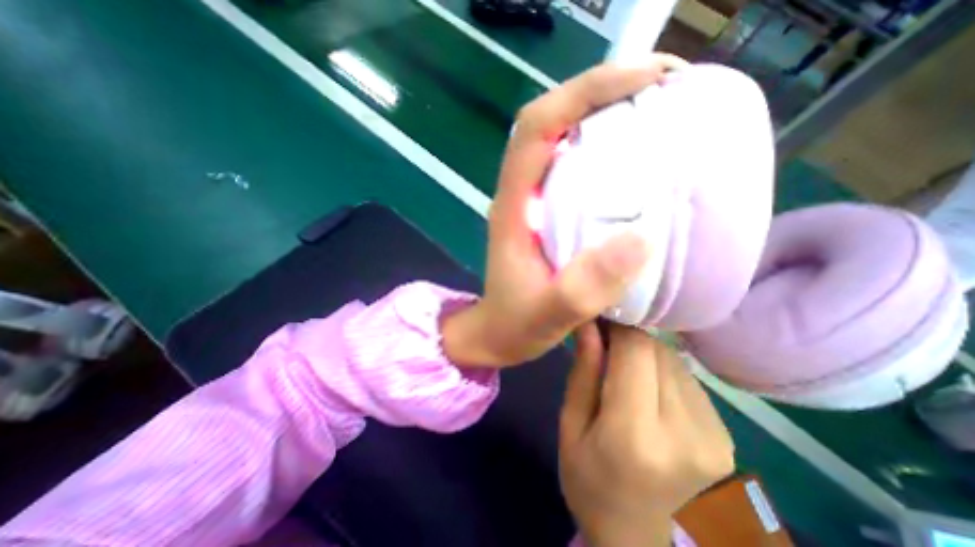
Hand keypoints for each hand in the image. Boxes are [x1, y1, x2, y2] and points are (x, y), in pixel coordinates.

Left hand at [442, 55, 684, 366]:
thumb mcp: (547, 315)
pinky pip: (576, 167)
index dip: (583, 93)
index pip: (536, 128)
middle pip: (552, 121)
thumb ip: (583, 288)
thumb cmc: (515, 325)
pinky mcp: (548, 213)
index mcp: (513, 207)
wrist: (498, 332)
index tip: (645, 80)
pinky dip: (607, 148)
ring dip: (607, 114)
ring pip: (564, 138)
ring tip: (659, 108)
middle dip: (602, 92)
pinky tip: (639, 156)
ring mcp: (534, 201)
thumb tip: (640, 238)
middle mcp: (521, 194)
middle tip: (665, 86)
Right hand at [555, 322, 729, 544]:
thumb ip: (583, 373)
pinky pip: (688, 380)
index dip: (617, 327)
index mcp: (635, 434)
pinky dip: (663, 372)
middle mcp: (685, 432)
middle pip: (658, 351)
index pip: (636, 350)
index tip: (599, 323)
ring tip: (624, 370)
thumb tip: (589, 326)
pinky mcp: (726, 438)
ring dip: (646, 354)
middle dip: (629, 339)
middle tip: (606, 346)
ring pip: (674, 361)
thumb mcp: (571, 428)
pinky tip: (648, 390)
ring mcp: (714, 437)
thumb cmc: (591, 485)